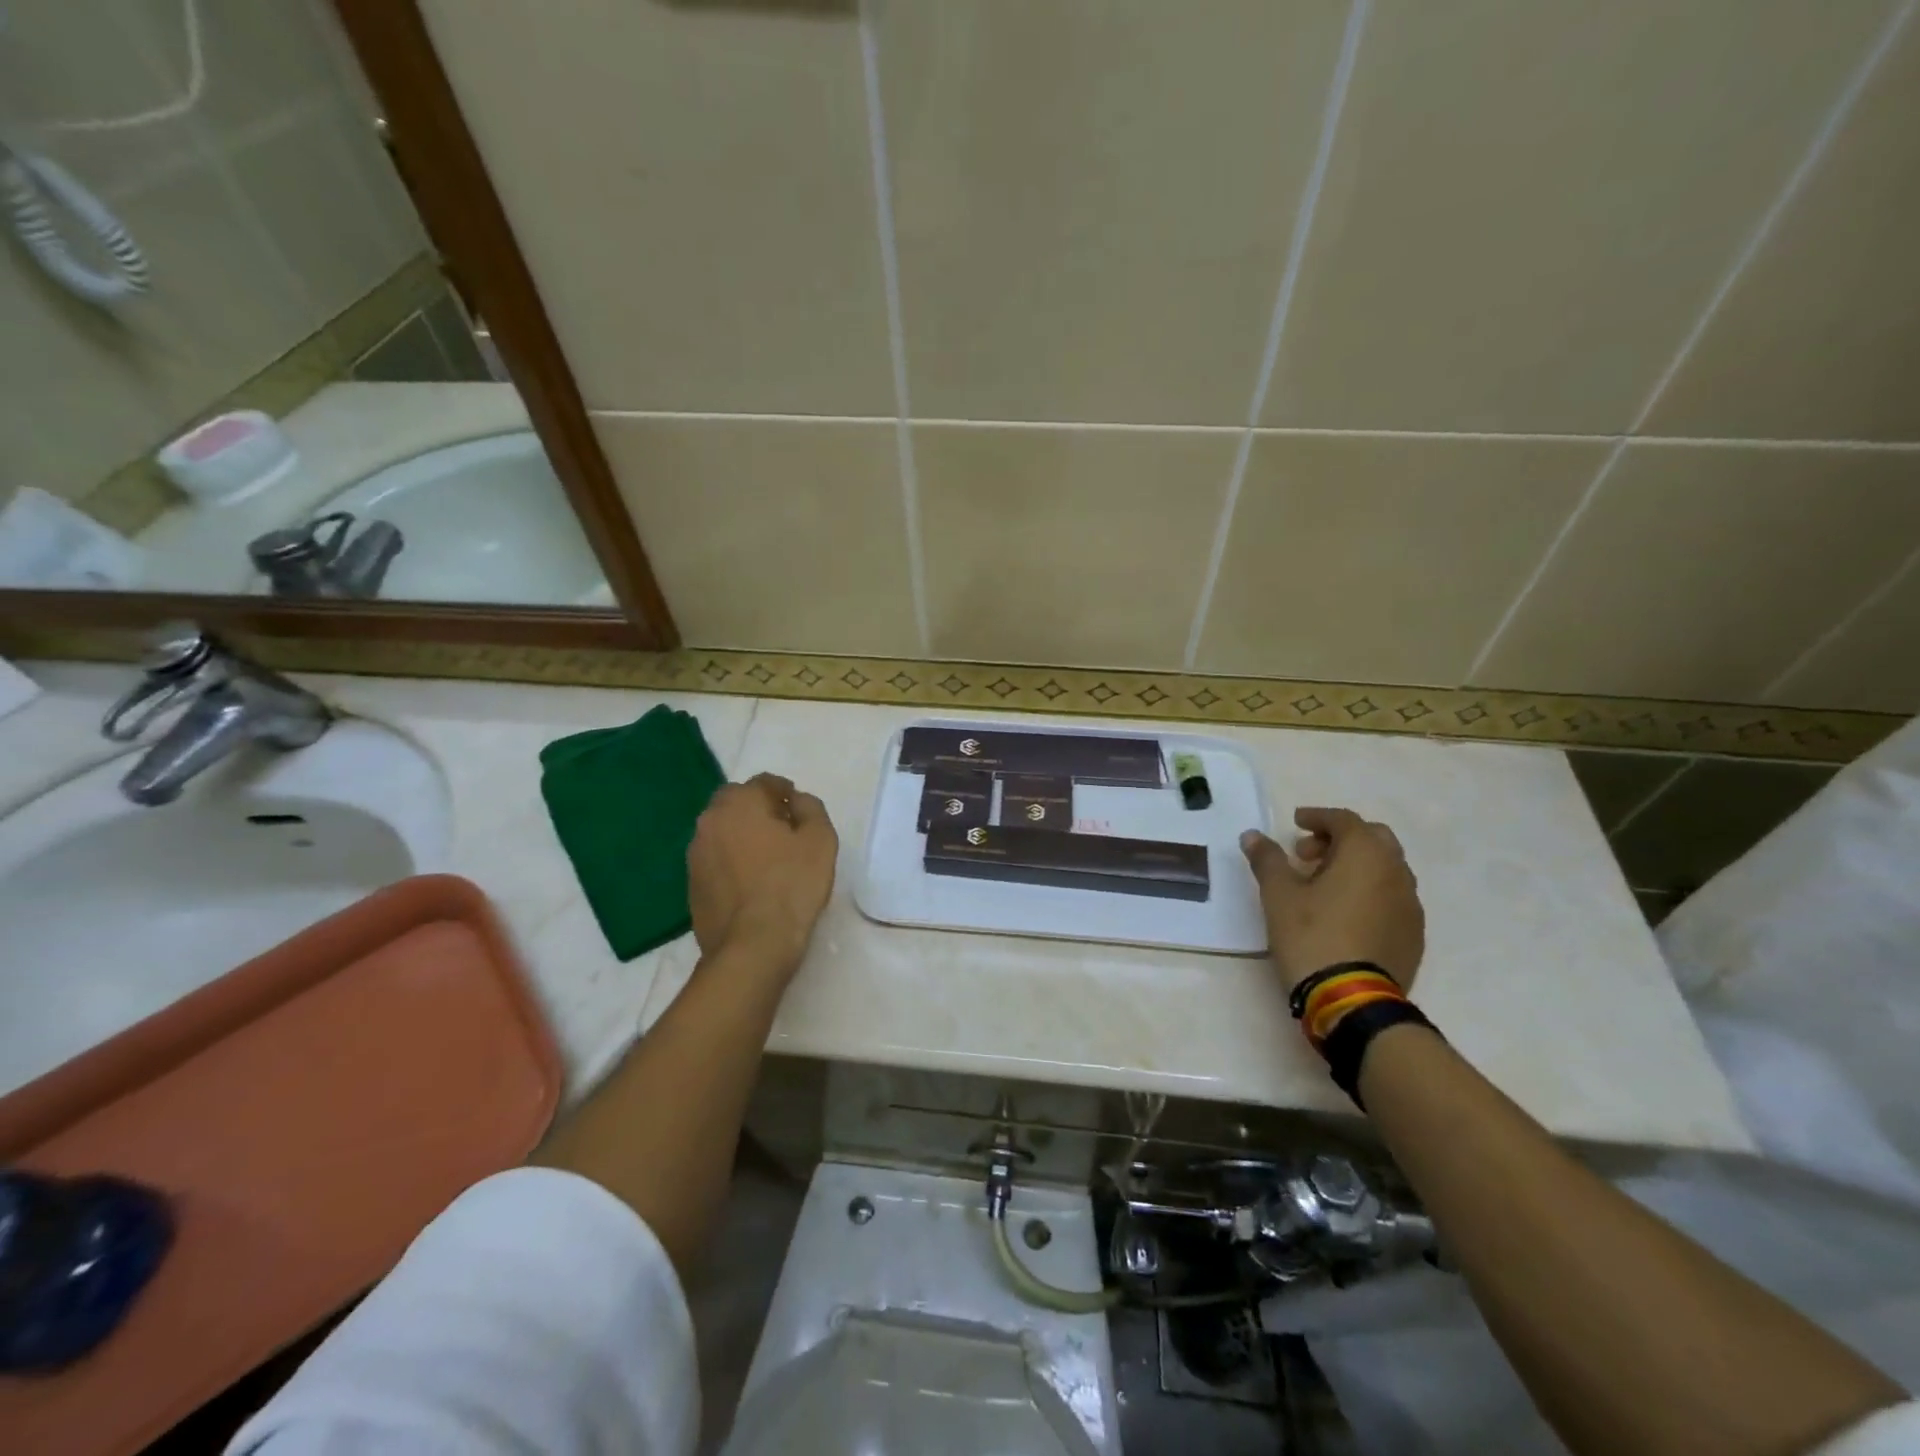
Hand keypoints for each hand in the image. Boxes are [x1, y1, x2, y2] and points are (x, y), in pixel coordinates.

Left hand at [688, 773, 837, 975]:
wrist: (752, 947)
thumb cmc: (791, 886)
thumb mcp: (820, 840)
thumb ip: (811, 809)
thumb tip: (797, 801)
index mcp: (739, 803)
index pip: (764, 783)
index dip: (786, 794)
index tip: (801, 813)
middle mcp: (709, 821)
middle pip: (737, 803)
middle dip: (760, 810)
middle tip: (786, 832)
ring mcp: (695, 855)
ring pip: (723, 831)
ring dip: (743, 836)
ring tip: (770, 860)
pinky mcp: (691, 885)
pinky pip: (716, 860)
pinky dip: (732, 862)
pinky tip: (752, 883)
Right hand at [1241, 807, 1424, 993]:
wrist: (1353, 999)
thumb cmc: (1312, 936)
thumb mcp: (1278, 895)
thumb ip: (1267, 859)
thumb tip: (1252, 836)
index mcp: (1366, 854)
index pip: (1344, 820)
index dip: (1317, 817)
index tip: (1296, 823)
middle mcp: (1396, 871)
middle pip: (1372, 839)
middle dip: (1339, 839)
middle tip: (1307, 854)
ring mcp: (1410, 904)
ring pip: (1385, 868)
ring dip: (1356, 865)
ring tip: (1322, 885)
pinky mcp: (1413, 933)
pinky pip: (1391, 896)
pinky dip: (1369, 890)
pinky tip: (1344, 912)